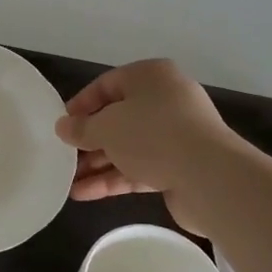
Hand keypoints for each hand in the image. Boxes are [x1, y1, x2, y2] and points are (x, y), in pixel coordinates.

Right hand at [54, 59, 244, 233]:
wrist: (209, 176)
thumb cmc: (152, 135)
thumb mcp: (106, 127)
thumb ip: (81, 128)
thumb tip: (63, 127)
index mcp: (150, 77)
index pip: (107, 85)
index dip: (80, 105)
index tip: (61, 126)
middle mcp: (165, 101)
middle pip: (117, 118)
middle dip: (88, 140)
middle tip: (63, 156)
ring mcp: (175, 135)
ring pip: (126, 146)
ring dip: (96, 163)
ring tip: (67, 180)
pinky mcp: (178, 166)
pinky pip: (138, 168)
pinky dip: (112, 178)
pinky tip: (83, 193)